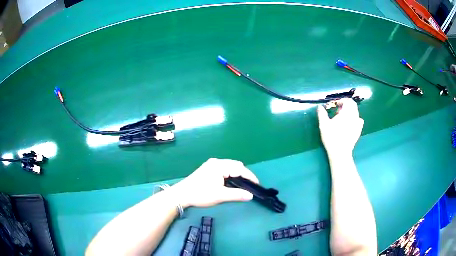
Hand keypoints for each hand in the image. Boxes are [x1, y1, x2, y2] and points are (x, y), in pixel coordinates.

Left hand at [170, 158, 258, 207]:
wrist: (182, 195)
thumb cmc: (200, 194)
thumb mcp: (220, 196)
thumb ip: (237, 195)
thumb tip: (251, 196)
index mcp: (220, 166)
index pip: (240, 169)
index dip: (250, 176)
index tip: (257, 185)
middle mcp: (216, 162)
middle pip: (236, 165)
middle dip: (244, 174)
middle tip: (250, 186)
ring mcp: (211, 164)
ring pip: (230, 166)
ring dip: (237, 174)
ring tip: (242, 185)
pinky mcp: (208, 169)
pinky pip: (224, 168)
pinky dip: (231, 174)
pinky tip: (231, 182)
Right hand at [317, 98, 363, 155]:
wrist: (340, 152)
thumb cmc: (331, 137)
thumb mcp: (323, 125)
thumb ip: (322, 114)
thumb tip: (319, 106)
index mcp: (346, 113)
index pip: (348, 101)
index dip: (342, 101)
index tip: (336, 105)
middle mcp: (354, 116)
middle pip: (353, 105)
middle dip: (346, 105)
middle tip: (338, 111)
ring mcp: (357, 124)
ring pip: (356, 113)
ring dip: (350, 112)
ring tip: (343, 118)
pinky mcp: (358, 131)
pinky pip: (359, 121)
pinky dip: (355, 119)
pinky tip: (350, 124)